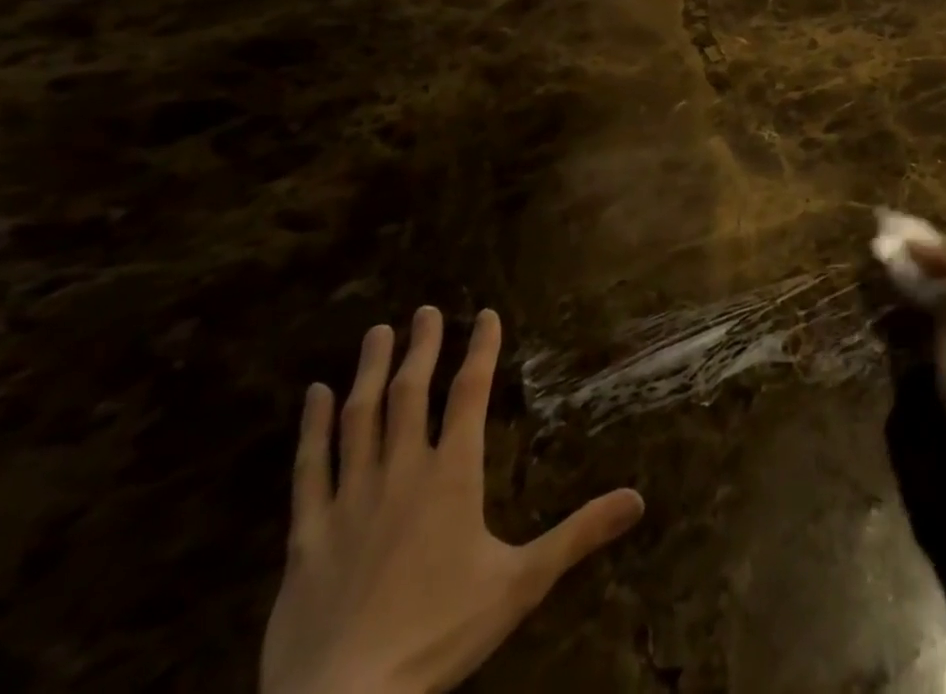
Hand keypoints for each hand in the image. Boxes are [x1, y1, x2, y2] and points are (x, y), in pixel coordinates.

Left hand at [260, 307, 644, 693]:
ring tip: (377, 332)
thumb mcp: (521, 585)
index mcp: (452, 476)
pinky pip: (308, 468)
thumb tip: (638, 499)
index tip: (486, 314)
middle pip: (410, 393)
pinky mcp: (307, 535)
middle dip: (421, 347)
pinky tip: (315, 395)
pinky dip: (311, 427)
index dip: (480, 350)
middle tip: (425, 310)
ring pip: (358, 418)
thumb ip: (578, 535)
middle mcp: (400, 473)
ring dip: (370, 371)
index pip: (469, 394)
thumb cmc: (438, 636)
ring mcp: (348, 500)